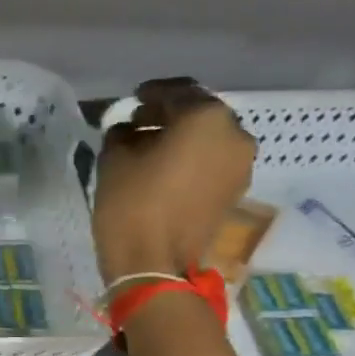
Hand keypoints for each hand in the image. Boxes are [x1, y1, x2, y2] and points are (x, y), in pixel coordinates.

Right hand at [92, 78, 256, 284]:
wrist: (154, 263)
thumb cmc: (131, 204)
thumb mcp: (114, 159)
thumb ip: (122, 133)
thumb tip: (129, 127)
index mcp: (206, 117)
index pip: (177, 92)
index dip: (150, 94)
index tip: (131, 100)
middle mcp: (234, 133)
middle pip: (199, 114)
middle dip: (169, 115)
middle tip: (139, 124)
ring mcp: (240, 163)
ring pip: (208, 138)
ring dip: (181, 138)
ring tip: (149, 150)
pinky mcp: (235, 189)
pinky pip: (212, 161)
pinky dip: (191, 158)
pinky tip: (164, 170)